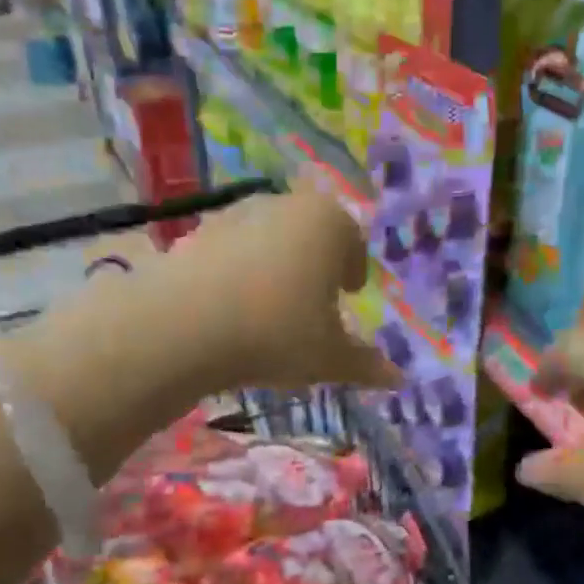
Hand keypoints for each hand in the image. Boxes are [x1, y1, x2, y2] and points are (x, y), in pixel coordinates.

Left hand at [159, 189, 400, 392]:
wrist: (185, 325)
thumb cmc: (277, 333)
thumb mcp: (329, 358)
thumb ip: (365, 365)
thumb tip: (397, 378)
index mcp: (328, 223)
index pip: (353, 242)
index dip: (354, 269)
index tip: (350, 292)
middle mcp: (284, 205)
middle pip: (310, 233)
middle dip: (316, 264)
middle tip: (316, 299)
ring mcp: (235, 214)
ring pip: (268, 240)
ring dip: (275, 266)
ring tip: (271, 308)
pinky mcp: (196, 233)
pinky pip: (231, 253)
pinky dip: (238, 274)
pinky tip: (231, 309)